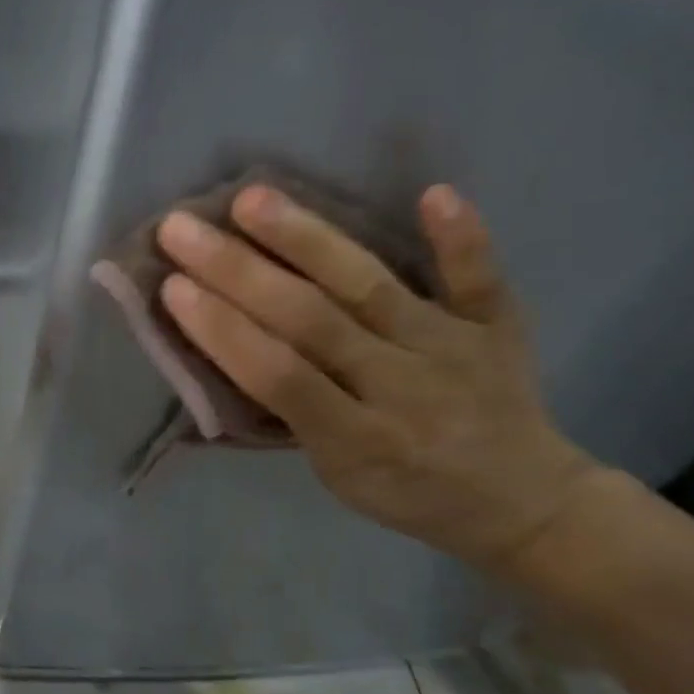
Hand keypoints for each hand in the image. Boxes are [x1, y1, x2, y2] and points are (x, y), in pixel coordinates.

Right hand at [155, 183, 595, 572]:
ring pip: (370, 285)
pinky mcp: (495, 325)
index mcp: (357, 440)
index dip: (224, 331)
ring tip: (252, 198)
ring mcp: (453, 349)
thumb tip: (234, 343)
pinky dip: (460, 238)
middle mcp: (403, 388)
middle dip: (237, 272)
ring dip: (308, 239)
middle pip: (311, 320)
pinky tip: (434, 190)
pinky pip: (478, 277)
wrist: (522, 504)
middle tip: (181, 228)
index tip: (171, 286)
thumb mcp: (335, 476)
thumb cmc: (407, 494)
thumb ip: (293, 414)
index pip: (279, 376)